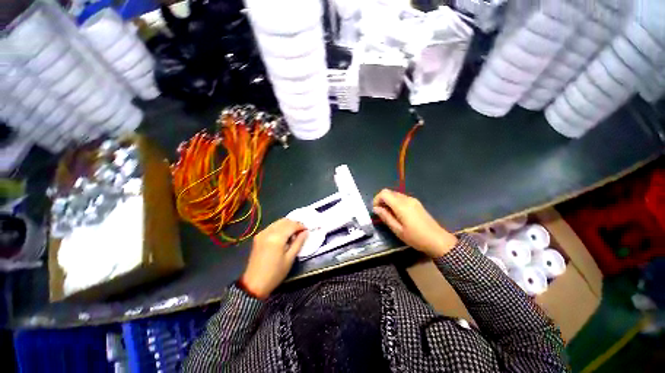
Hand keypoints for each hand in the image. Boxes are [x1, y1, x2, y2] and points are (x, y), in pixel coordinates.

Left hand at [240, 219, 307, 298]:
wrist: (254, 284)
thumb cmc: (275, 273)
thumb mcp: (290, 259)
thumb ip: (298, 243)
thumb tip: (305, 232)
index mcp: (277, 238)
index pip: (292, 225)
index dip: (301, 226)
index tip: (307, 230)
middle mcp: (268, 232)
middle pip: (284, 221)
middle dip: (294, 224)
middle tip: (301, 232)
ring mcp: (262, 233)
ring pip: (278, 222)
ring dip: (287, 225)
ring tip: (293, 234)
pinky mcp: (258, 237)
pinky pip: (272, 226)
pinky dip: (280, 227)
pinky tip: (283, 236)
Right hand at [373, 189, 456, 257]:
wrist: (438, 240)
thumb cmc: (416, 237)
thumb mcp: (398, 230)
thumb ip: (386, 217)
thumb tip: (375, 208)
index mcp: (401, 205)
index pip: (384, 193)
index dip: (377, 199)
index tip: (376, 210)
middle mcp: (407, 199)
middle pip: (389, 192)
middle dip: (382, 200)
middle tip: (381, 213)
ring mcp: (413, 200)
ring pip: (395, 194)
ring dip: (388, 201)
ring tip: (389, 215)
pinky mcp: (416, 203)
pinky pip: (402, 198)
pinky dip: (395, 203)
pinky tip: (398, 214)